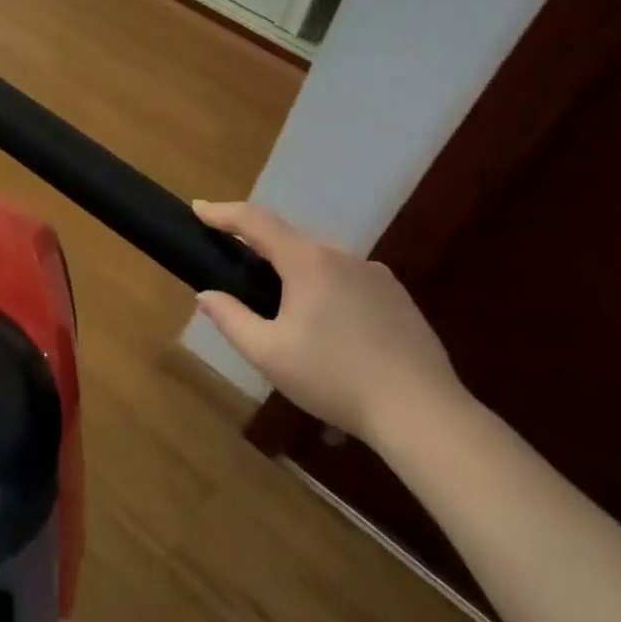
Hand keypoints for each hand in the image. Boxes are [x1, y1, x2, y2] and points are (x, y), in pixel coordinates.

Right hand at [194, 201, 465, 445]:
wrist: (422, 412)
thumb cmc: (335, 379)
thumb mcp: (269, 354)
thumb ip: (231, 319)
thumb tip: (207, 295)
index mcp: (308, 262)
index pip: (257, 222)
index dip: (224, 213)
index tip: (198, 209)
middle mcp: (343, 257)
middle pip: (291, 242)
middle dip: (262, 251)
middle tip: (240, 275)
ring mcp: (377, 276)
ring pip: (323, 264)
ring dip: (298, 278)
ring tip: (289, 319)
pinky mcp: (399, 299)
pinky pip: (350, 283)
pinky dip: (329, 294)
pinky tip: (332, 336)